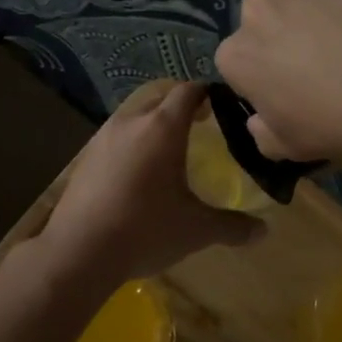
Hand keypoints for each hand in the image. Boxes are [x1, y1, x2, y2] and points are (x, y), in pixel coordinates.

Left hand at [33, 82, 262, 295]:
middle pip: (159, 97)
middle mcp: (131, 121)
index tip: (219, 104)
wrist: (79, 251)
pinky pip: (115, 137)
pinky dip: (131, 143)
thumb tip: (263, 231)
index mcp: (162, 127)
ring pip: (134, 116)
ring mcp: (103, 137)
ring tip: (168, 148)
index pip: (188, 91)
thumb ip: (232, 226)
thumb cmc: (145, 230)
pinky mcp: (85, 157)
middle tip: (199, 125)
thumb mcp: (196, 230)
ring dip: (152, 123)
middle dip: (179, 106)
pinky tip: (136, 172)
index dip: (206, 93)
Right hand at [214, 0, 341, 161]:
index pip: (239, 60)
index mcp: (235, 54)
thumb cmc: (330, 124)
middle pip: (265, 18)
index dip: (264, 73)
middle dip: (283, 32)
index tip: (288, 87)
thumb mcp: (286, 147)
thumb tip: (258, 121)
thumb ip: (261, 131)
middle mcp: (256, 8)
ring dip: (315, 8)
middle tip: (319, 57)